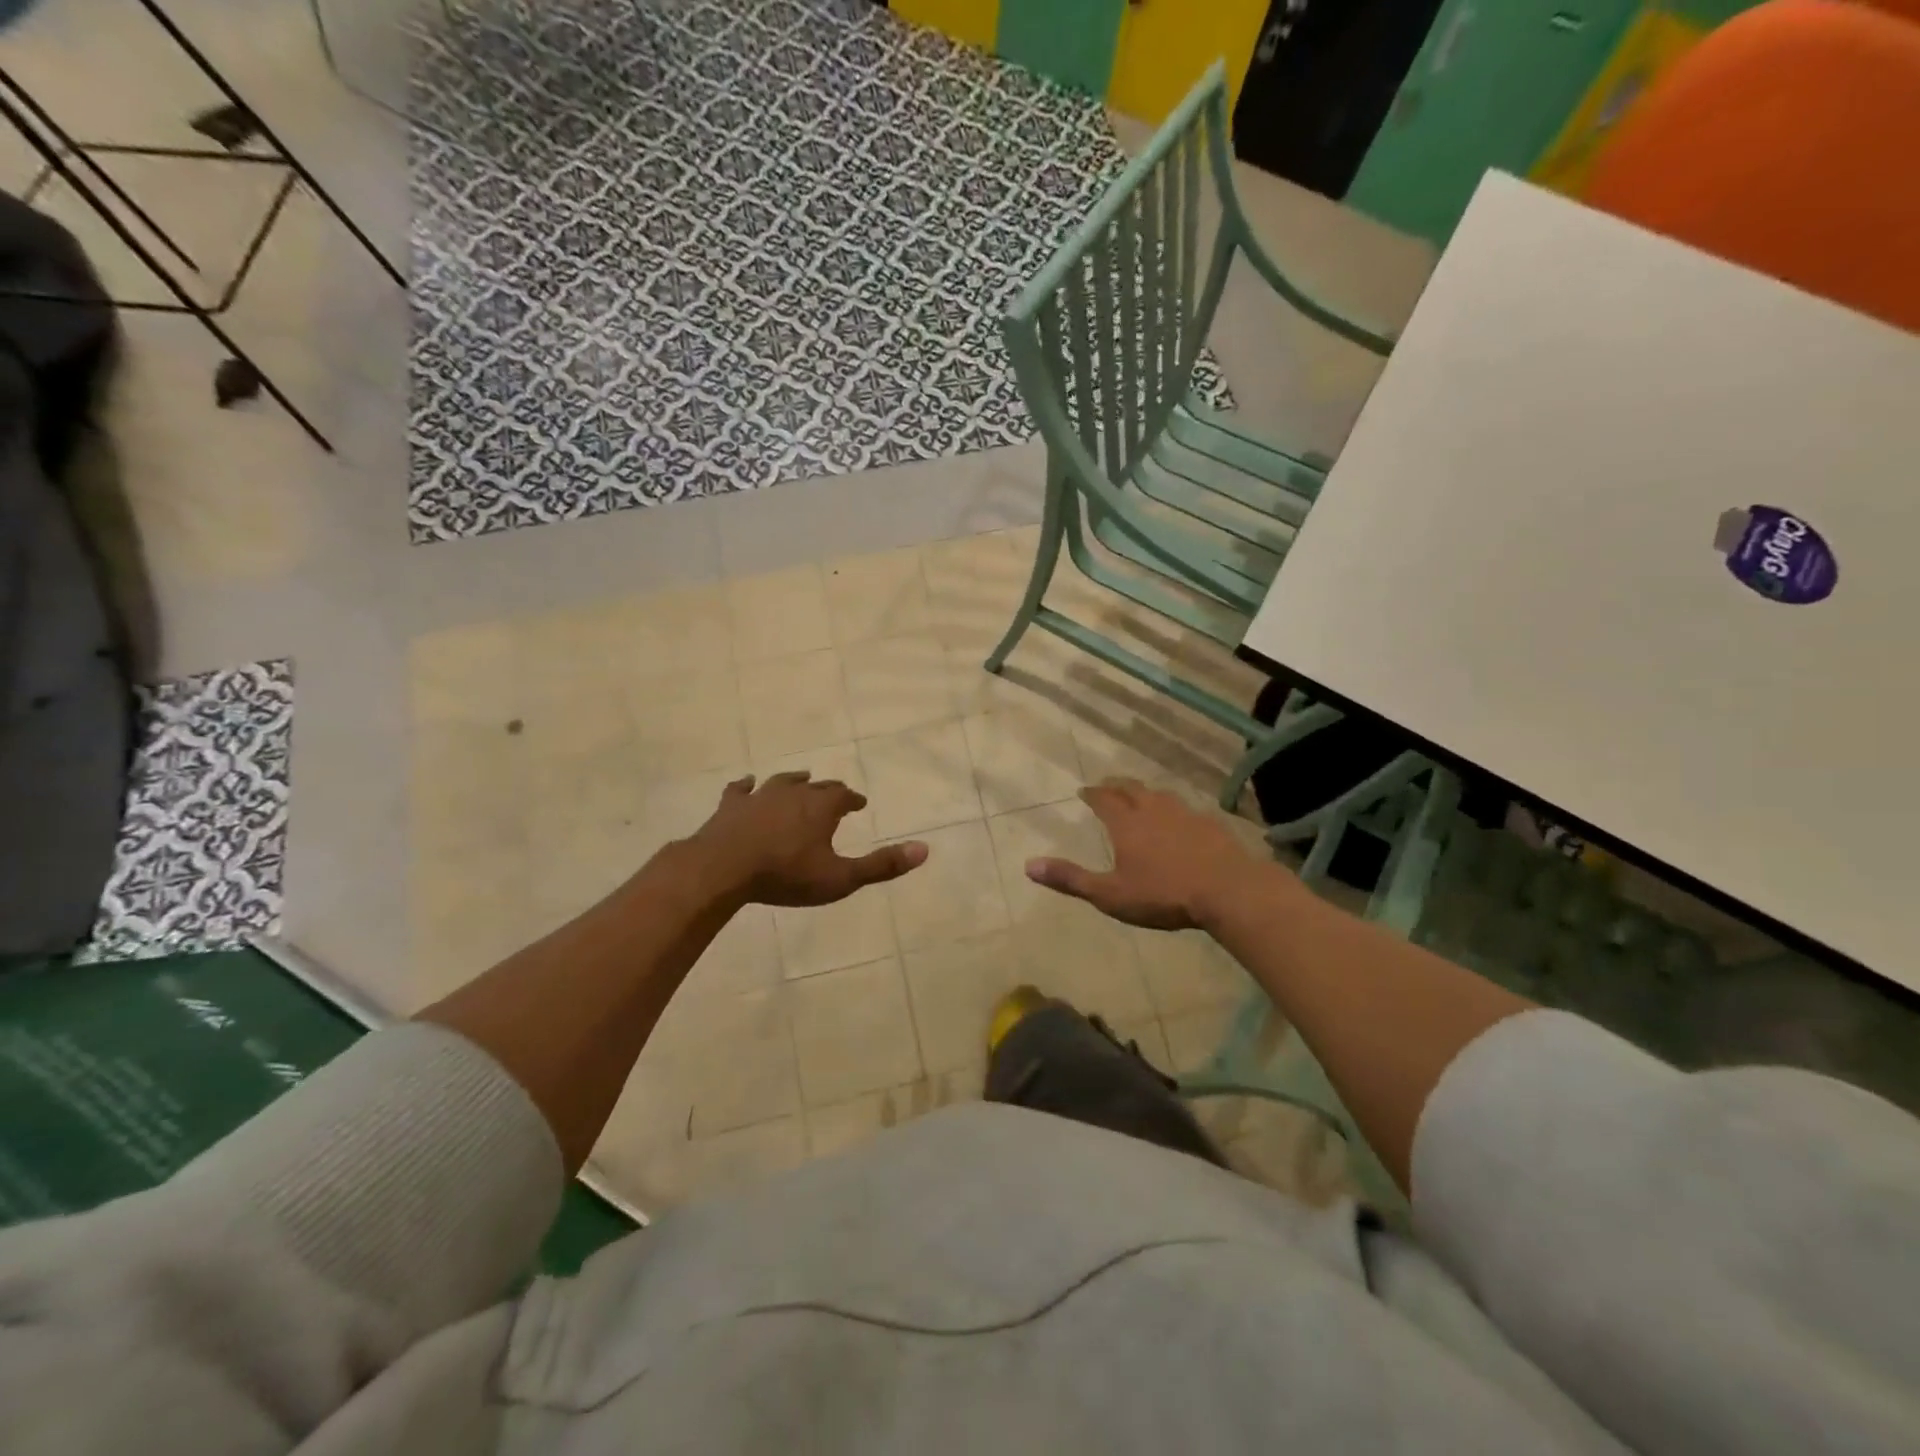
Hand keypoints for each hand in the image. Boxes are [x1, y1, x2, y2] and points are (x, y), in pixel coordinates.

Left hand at [685, 772, 926, 907]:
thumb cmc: (786, 875)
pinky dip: (746, 786)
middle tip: (834, 795)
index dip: (853, 800)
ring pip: (781, 782)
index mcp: (821, 807)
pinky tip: (746, 784)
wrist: (723, 869)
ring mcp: (759, 796)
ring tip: (801, 780)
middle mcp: (793, 793)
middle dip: (828, 790)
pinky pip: (740, 789)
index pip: (844, 796)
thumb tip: (925, 849)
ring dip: (794, 782)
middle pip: (816, 786)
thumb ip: (881, 865)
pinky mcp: (730, 806)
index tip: (859, 803)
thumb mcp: (840, 877)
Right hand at [1025, 779, 1261, 930]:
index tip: (1085, 791)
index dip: (1093, 794)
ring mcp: (1185, 814)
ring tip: (1141, 798)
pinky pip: (1186, 809)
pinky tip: (1181, 821)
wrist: (1228, 890)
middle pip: (1132, 789)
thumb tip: (1028, 865)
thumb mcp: (1110, 894)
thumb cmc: (1163, 894)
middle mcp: (1154, 810)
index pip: (1104, 799)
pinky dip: (1174, 810)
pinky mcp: (1211, 824)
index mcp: (1127, 823)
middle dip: (1116, 786)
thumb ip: (1070, 879)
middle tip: (1108, 786)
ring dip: (1146, 793)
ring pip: (1160, 795)